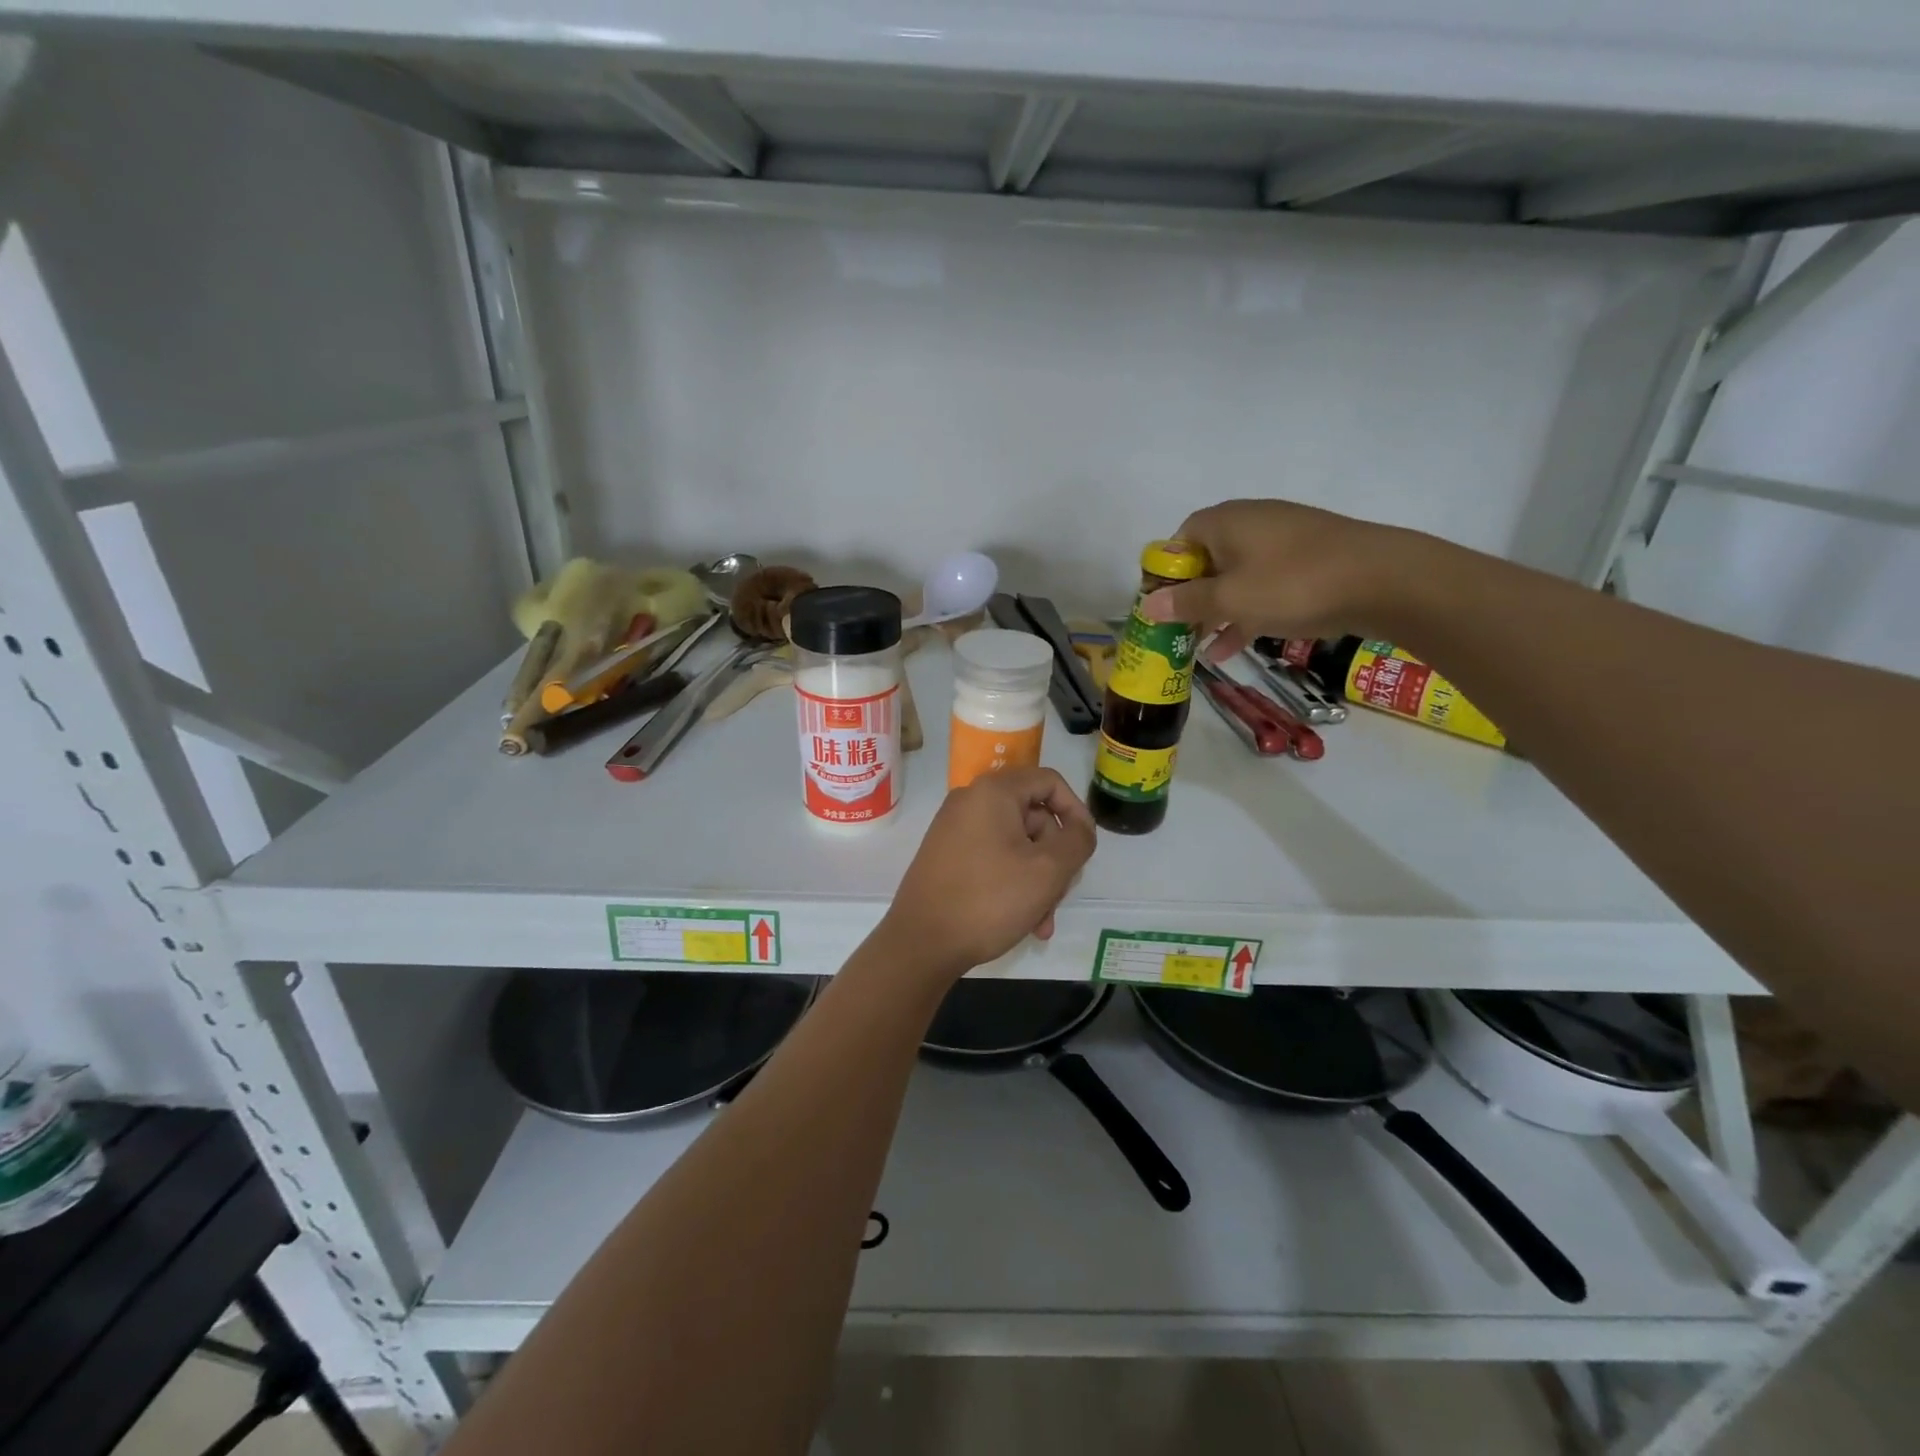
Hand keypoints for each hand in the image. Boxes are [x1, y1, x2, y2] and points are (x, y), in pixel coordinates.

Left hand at [880, 767, 1095, 980]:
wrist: (921, 942)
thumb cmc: (989, 899)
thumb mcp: (1048, 870)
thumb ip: (1077, 841)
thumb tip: (1079, 828)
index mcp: (993, 792)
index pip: (1049, 782)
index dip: (1076, 811)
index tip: (1086, 848)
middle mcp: (970, 801)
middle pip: (1033, 817)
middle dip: (1054, 859)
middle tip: (1060, 895)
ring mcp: (954, 829)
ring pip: (1016, 844)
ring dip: (1037, 880)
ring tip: (1042, 922)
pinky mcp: (946, 856)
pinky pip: (993, 858)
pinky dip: (1013, 883)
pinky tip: (1024, 922)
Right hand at [1139, 499, 1433, 659]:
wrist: (1384, 580)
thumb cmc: (1294, 584)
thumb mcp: (1232, 599)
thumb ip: (1187, 602)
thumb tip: (1147, 605)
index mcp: (1226, 522)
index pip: (1180, 540)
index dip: (1165, 572)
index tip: (1160, 605)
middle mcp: (1251, 523)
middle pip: (1206, 560)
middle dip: (1190, 598)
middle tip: (1177, 631)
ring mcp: (1282, 542)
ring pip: (1235, 578)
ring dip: (1216, 611)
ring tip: (1200, 647)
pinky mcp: (1308, 562)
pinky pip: (1263, 587)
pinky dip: (1246, 612)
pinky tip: (1234, 648)